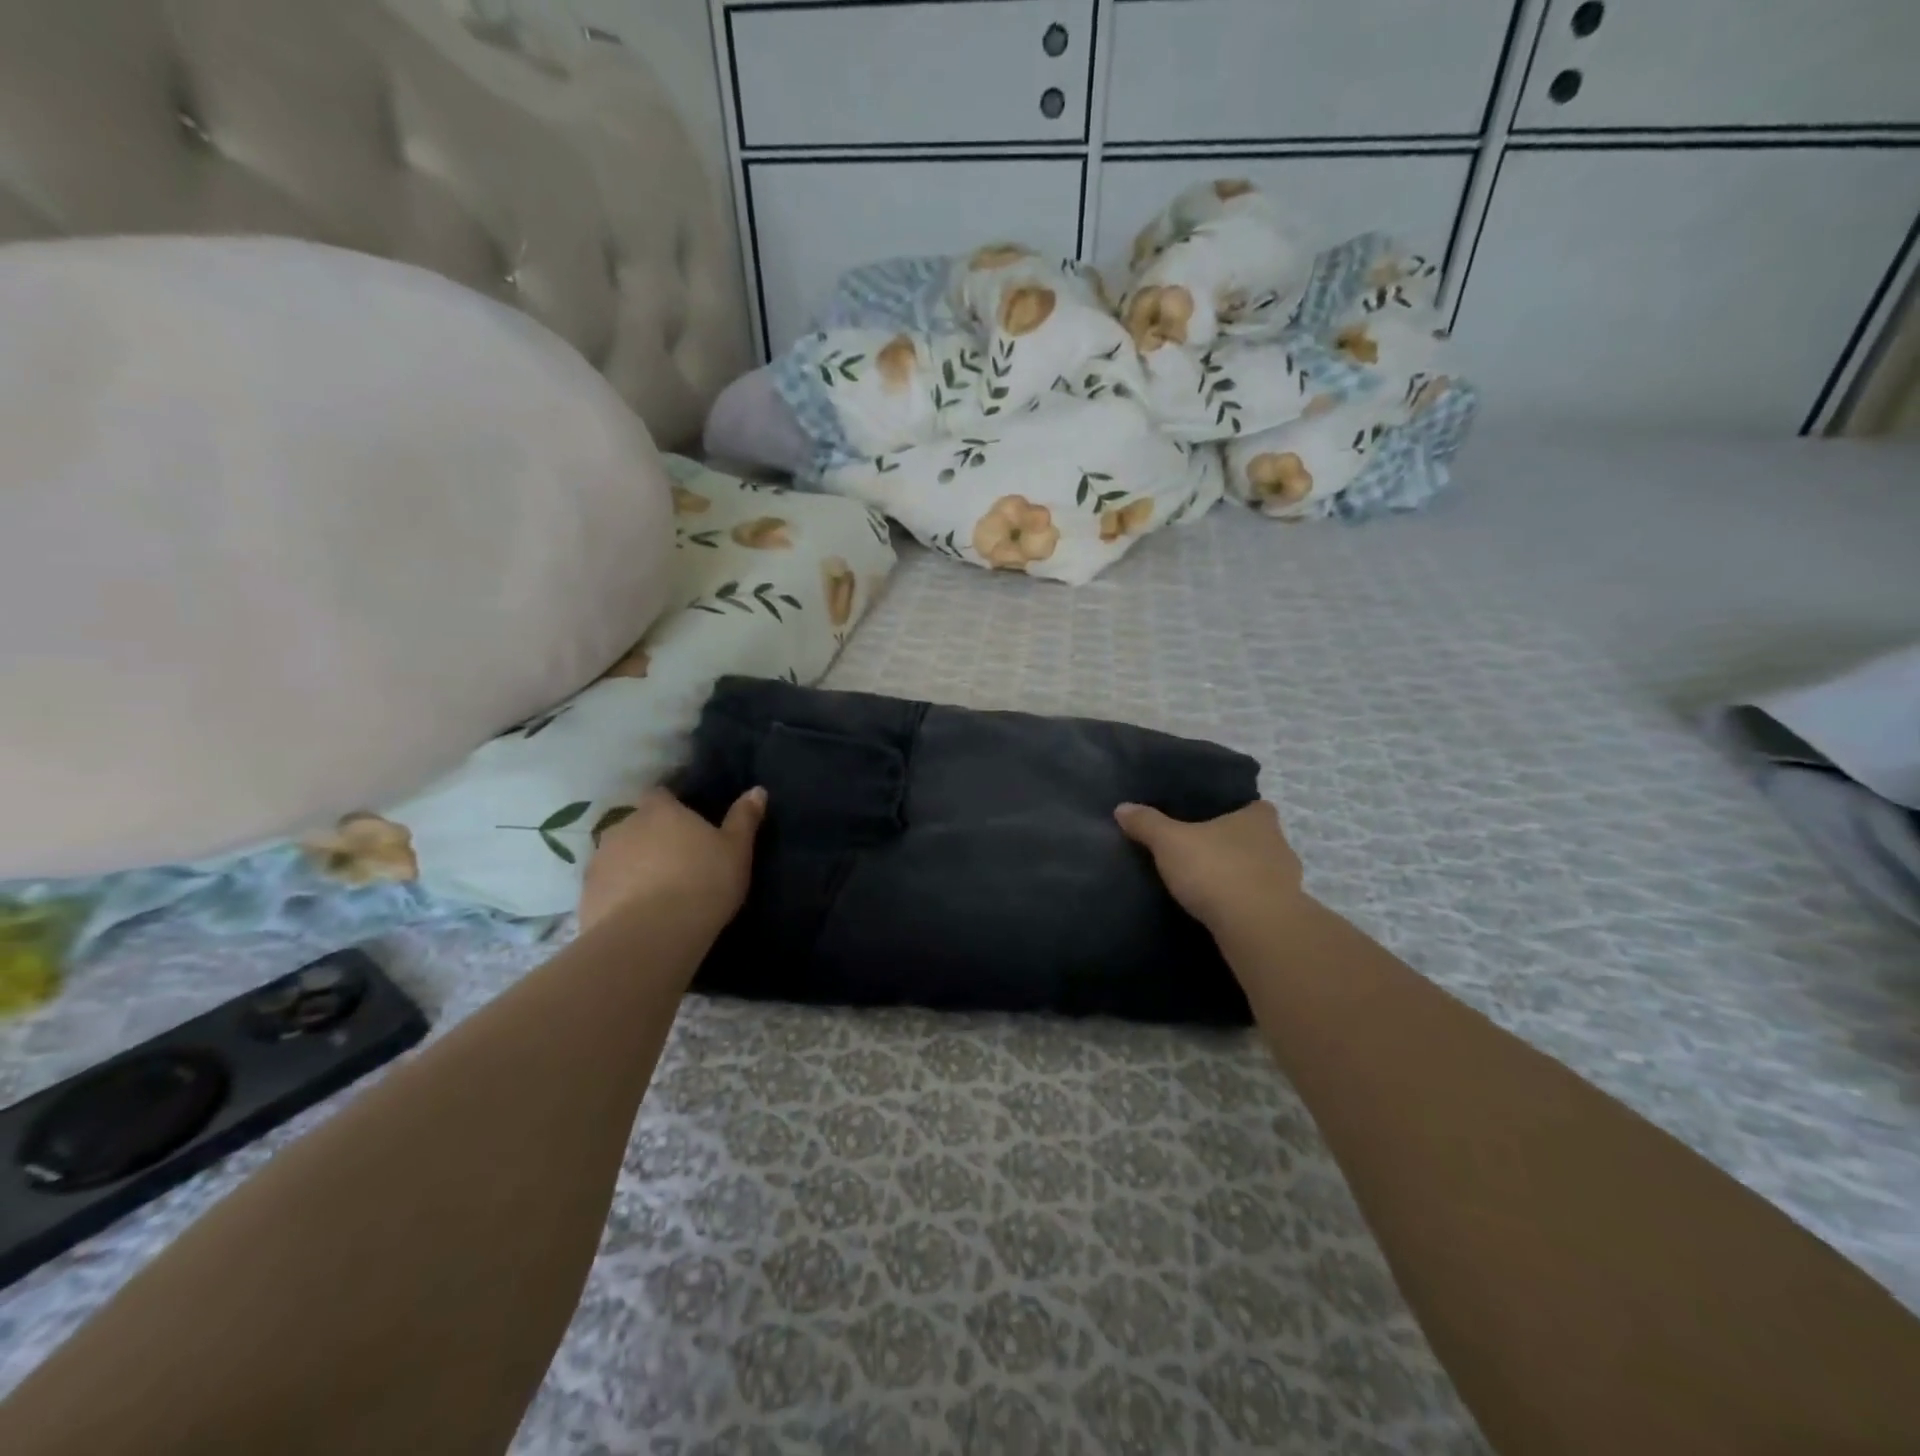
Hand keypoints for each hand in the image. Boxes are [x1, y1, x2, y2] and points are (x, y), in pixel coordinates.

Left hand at [578, 786, 765, 934]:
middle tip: (676, 861)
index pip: (661, 795)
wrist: (651, 936)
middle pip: (637, 825)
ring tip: (655, 891)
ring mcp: (600, 861)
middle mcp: (623, 827)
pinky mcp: (586, 895)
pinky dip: (618, 895)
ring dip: (632, 866)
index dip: (672, 807)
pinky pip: (606, 887)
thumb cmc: (703, 882)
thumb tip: (757, 790)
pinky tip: (637, 914)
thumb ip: (744, 818)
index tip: (687, 825)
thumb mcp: (736, 850)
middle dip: (652, 838)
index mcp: (660, 811)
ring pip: (619, 856)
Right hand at [1115, 799, 1307, 930]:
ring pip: (1260, 872)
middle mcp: (1280, 844)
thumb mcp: (1170, 842)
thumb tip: (1122, 808)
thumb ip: (1147, 824)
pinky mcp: (1284, 914)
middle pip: (1256, 839)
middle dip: (1233, 845)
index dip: (1234, 810)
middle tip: (1201, 852)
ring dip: (1240, 878)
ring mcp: (1287, 882)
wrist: (1257, 928)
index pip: (1252, 805)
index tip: (1211, 819)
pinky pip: (1259, 902)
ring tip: (1207, 885)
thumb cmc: (1216, 870)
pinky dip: (1244, 905)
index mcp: (1259, 818)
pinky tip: (1221, 912)